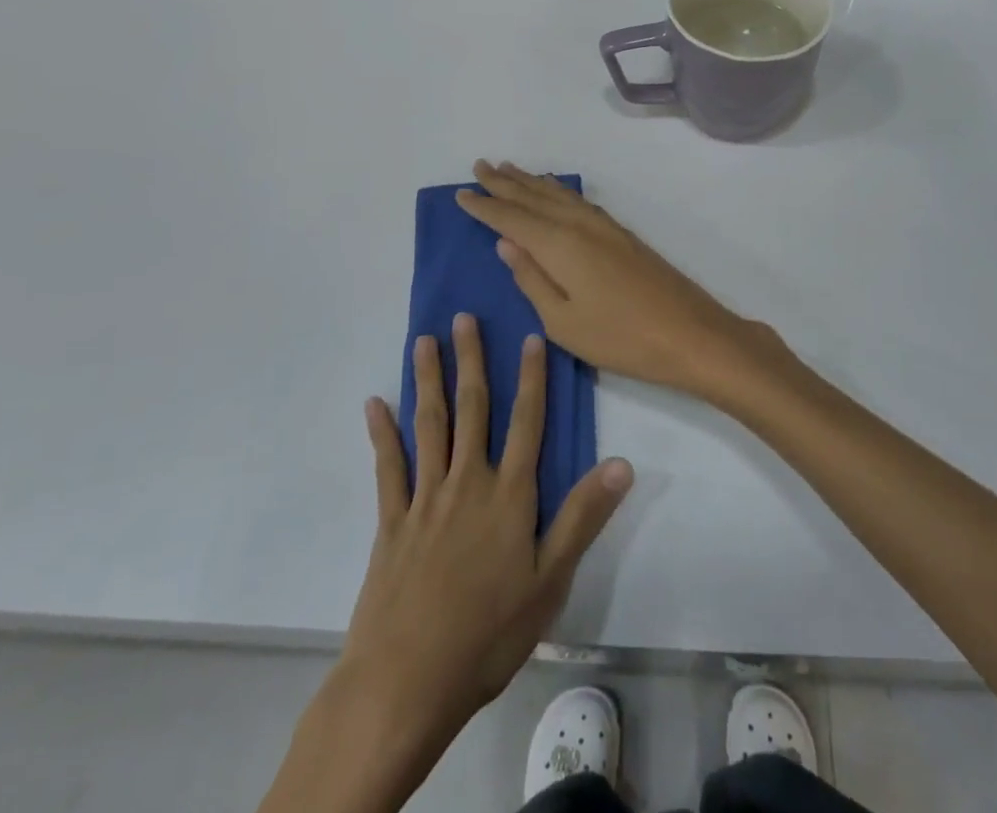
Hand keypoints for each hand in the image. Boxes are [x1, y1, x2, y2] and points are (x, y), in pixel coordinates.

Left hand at [339, 315, 633, 750]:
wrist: (408, 680)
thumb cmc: (489, 633)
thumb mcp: (551, 580)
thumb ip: (583, 516)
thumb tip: (622, 462)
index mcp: (509, 494)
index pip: (526, 423)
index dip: (531, 378)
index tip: (530, 337)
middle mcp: (467, 482)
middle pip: (473, 409)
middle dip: (471, 361)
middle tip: (464, 318)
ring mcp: (425, 499)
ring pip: (429, 424)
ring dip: (428, 380)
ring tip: (424, 340)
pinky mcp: (391, 521)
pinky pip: (388, 467)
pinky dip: (382, 433)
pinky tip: (375, 404)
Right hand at [455, 161, 787, 402]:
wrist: (690, 333)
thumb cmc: (621, 337)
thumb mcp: (563, 321)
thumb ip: (531, 279)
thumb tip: (506, 243)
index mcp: (559, 244)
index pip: (511, 218)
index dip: (485, 206)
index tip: (461, 193)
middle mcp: (579, 224)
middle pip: (534, 196)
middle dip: (504, 182)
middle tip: (479, 166)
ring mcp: (604, 226)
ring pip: (558, 194)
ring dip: (531, 180)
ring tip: (508, 168)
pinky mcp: (621, 234)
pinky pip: (577, 200)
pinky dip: (558, 190)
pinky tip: (554, 190)